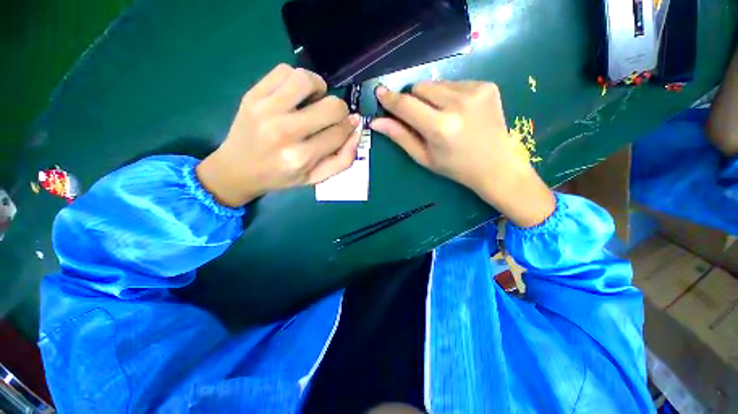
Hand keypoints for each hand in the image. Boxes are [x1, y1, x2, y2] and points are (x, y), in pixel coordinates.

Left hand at [197, 64, 360, 206]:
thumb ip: (342, 160)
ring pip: (306, 80)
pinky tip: (296, 95)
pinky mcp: (253, 95)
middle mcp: (285, 132)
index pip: (339, 132)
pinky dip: (297, 79)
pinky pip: (284, 71)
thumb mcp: (316, 178)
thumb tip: (356, 131)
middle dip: (340, 110)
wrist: (238, 169)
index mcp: (301, 157)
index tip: (348, 126)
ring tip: (315, 100)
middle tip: (333, 116)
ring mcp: (266, 109)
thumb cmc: (281, 177)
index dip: (350, 127)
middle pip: (330, 107)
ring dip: (319, 88)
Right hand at [370, 81, 554, 226]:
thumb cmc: (455, 167)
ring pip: (437, 83)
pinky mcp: (487, 85)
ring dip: (432, 98)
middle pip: (420, 87)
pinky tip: (459, 112)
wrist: (496, 165)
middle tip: (421, 118)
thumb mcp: (423, 157)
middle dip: (414, 100)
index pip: (407, 106)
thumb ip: (400, 137)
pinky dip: (450, 95)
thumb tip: (377, 122)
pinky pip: (455, 83)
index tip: (379, 92)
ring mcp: (476, 91)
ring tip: (443, 117)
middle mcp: (458, 104)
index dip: (391, 99)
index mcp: (440, 128)